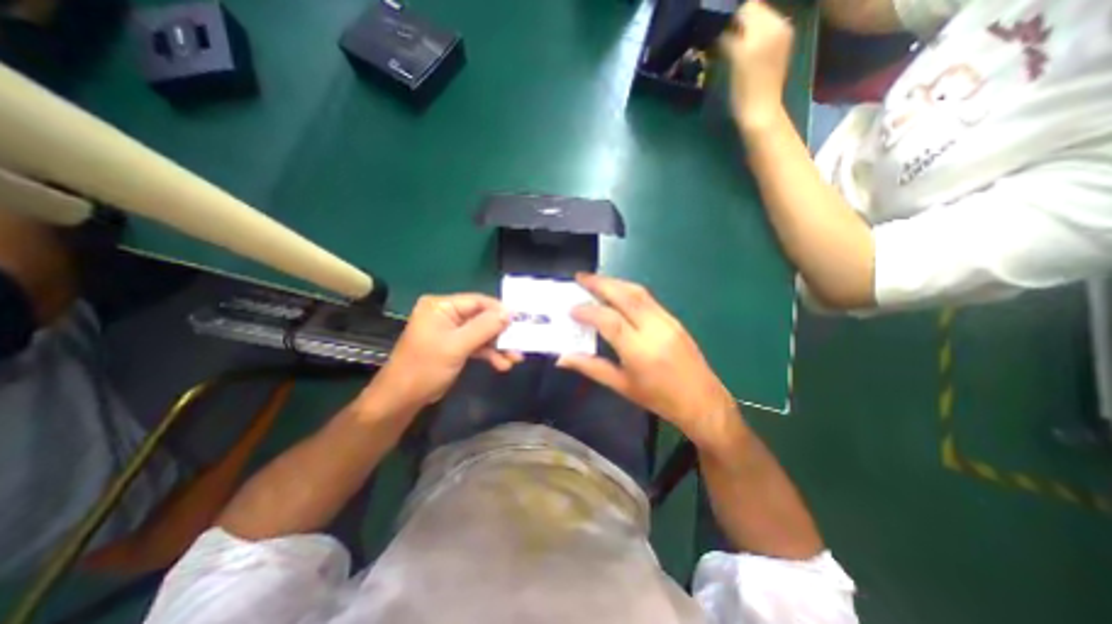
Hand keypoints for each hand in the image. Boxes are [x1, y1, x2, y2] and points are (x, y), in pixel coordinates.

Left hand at [366, 294, 522, 416]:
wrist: (403, 399)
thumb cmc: (426, 368)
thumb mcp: (457, 346)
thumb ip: (484, 327)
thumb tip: (510, 312)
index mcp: (441, 306)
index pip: (477, 301)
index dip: (500, 310)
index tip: (520, 321)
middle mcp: (447, 314)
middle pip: (482, 318)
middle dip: (501, 332)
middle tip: (520, 342)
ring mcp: (451, 331)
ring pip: (482, 333)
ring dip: (498, 346)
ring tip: (515, 358)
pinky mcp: (454, 346)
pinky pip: (476, 344)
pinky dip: (489, 354)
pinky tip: (502, 364)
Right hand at [553, 275, 735, 450]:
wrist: (702, 401)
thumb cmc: (659, 399)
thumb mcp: (622, 386)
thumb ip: (591, 367)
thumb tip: (562, 358)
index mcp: (640, 351)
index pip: (610, 321)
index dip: (588, 311)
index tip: (571, 309)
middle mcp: (654, 330)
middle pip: (625, 296)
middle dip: (600, 283)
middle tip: (580, 277)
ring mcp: (667, 321)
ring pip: (638, 292)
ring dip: (614, 282)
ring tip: (595, 280)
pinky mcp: (674, 319)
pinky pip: (647, 298)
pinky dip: (628, 290)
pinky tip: (617, 292)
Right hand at [722, 0, 790, 131]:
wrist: (760, 113)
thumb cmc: (743, 90)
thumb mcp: (734, 58)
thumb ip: (729, 37)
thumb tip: (720, 28)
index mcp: (767, 25)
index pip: (746, 7)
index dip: (730, 19)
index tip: (718, 34)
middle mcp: (779, 24)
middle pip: (755, 11)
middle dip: (739, 23)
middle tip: (724, 43)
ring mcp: (782, 36)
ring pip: (759, 21)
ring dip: (744, 32)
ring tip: (733, 50)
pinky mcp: (780, 49)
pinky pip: (765, 33)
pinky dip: (752, 39)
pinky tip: (744, 55)